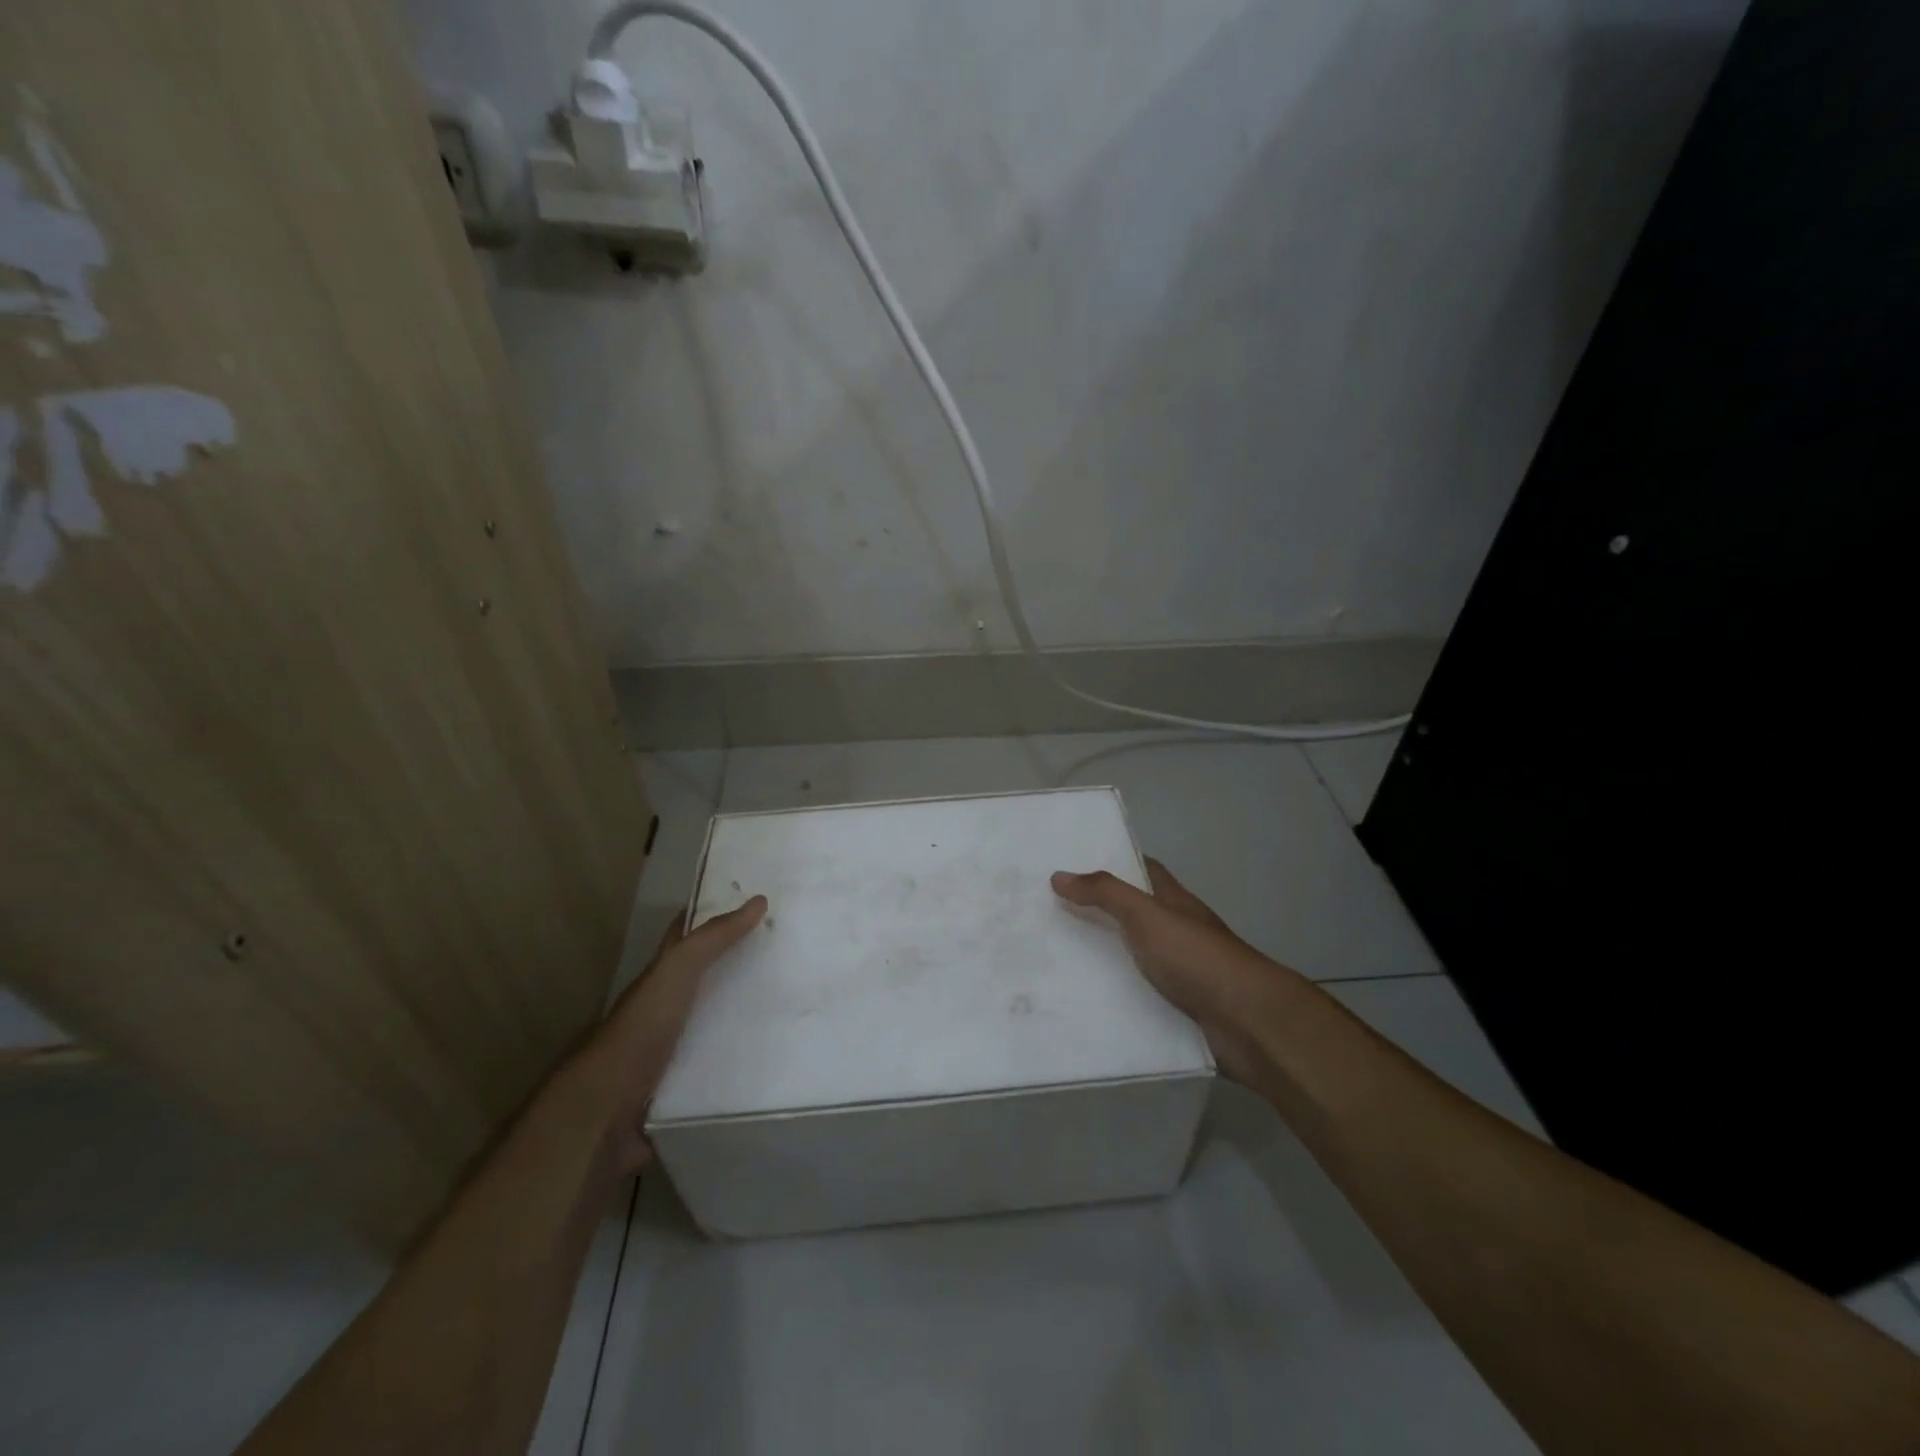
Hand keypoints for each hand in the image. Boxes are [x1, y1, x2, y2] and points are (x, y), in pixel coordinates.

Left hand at [588, 896, 766, 1170]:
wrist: (605, 1114)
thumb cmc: (640, 1032)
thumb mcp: (675, 973)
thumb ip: (712, 940)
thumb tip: (758, 901)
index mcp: (661, 980)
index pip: (686, 937)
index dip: (714, 916)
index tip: (757, 904)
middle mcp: (666, 1012)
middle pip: (706, 981)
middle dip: (742, 969)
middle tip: (790, 958)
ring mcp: (674, 1053)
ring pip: (717, 1026)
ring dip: (747, 1021)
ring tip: (794, 1011)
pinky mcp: (684, 1090)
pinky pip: (721, 1071)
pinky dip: (744, 1066)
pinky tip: (775, 1062)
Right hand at [1051, 859, 1297, 1087]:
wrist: (1246, 1023)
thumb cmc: (1197, 957)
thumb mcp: (1147, 915)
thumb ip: (1105, 893)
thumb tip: (1059, 875)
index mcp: (1175, 903)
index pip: (1144, 871)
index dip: (1115, 863)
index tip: (1074, 865)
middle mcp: (1178, 933)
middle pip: (1134, 915)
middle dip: (1098, 913)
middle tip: (1049, 915)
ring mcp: (1180, 972)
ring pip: (1133, 959)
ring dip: (1103, 960)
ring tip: (1053, 961)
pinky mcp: (1176, 1010)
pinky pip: (1137, 998)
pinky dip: (1115, 998)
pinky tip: (1082, 1003)